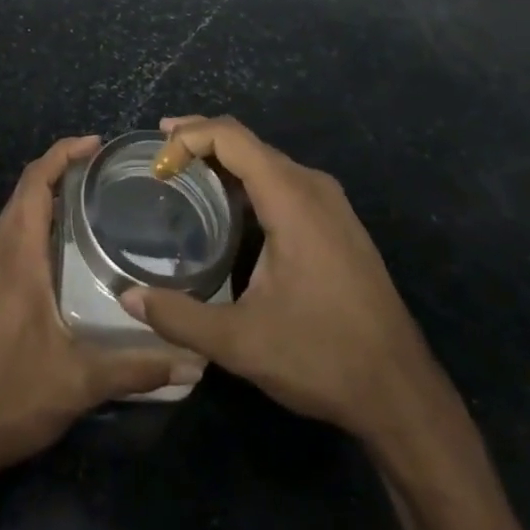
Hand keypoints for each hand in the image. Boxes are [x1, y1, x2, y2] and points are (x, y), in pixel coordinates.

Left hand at [0, 135, 199, 474]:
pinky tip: (62, 248)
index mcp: (17, 254)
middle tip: (102, 168)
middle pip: (24, 190)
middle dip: (59, 168)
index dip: (62, 154)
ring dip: (45, 194)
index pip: (34, 182)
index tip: (96, 144)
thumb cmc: (11, 394)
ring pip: (14, 213)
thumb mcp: (80, 381)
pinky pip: (10, 236)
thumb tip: (193, 362)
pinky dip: (35, 221)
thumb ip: (136, 367)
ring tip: (88, 198)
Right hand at [121, 116, 434, 442]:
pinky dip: (248, 179)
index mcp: (291, 198)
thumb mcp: (241, 342)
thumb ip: (180, 317)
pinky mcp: (337, 222)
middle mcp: (312, 186)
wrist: (402, 392)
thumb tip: (128, 297)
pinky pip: (284, 180)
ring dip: (224, 159)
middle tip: (159, 156)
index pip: (231, 137)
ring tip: (184, 173)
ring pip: (267, 160)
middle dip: (200, 139)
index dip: (189, 138)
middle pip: (248, 141)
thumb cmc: (321, 356)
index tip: (157, 165)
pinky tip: (229, 206)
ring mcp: (330, 202)